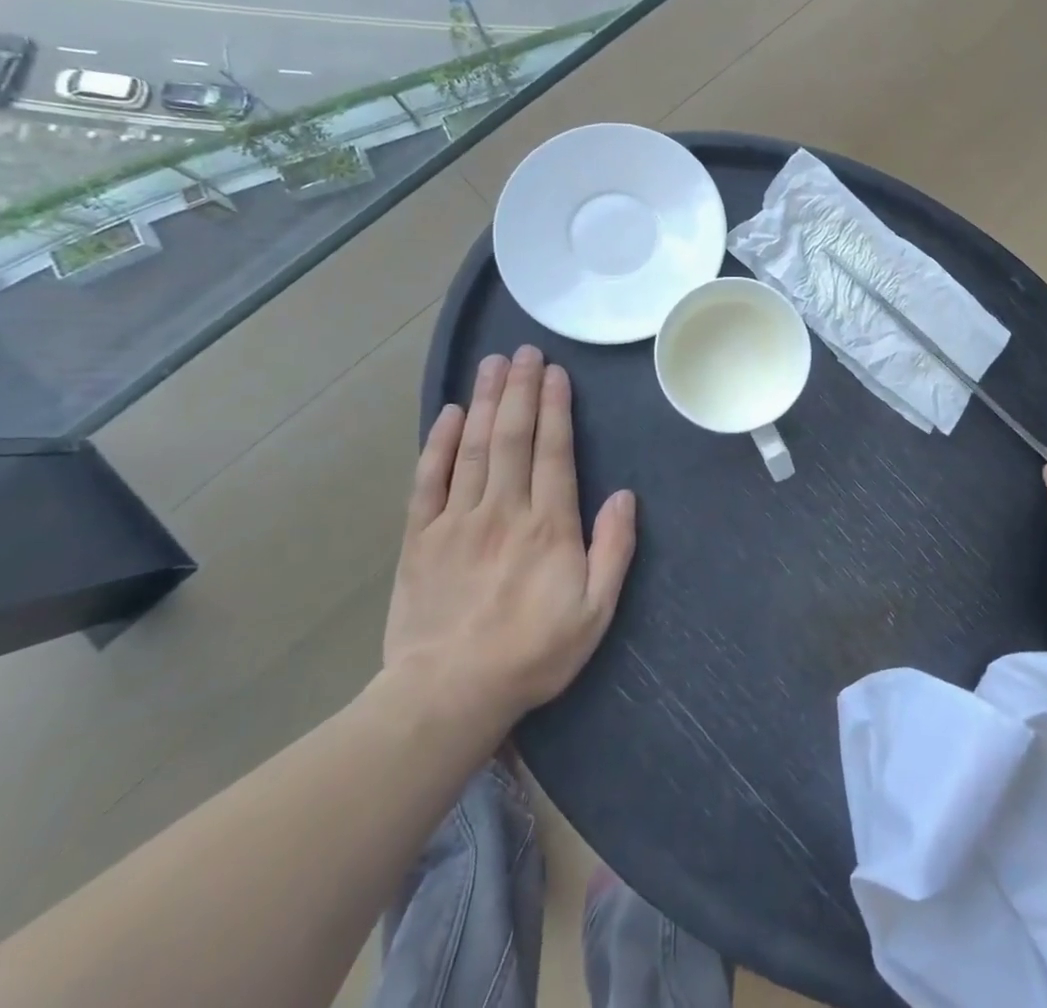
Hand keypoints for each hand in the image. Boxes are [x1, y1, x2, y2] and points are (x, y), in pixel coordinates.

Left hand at [381, 346, 636, 742]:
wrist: (446, 696)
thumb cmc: (531, 654)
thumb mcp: (595, 612)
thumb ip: (613, 551)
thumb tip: (625, 496)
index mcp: (548, 525)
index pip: (553, 451)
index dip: (555, 407)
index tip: (555, 372)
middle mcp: (503, 510)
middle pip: (512, 436)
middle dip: (520, 389)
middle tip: (524, 351)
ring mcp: (457, 520)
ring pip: (474, 447)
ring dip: (485, 401)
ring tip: (492, 364)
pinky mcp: (420, 538)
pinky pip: (428, 480)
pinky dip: (438, 444)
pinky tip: (448, 413)